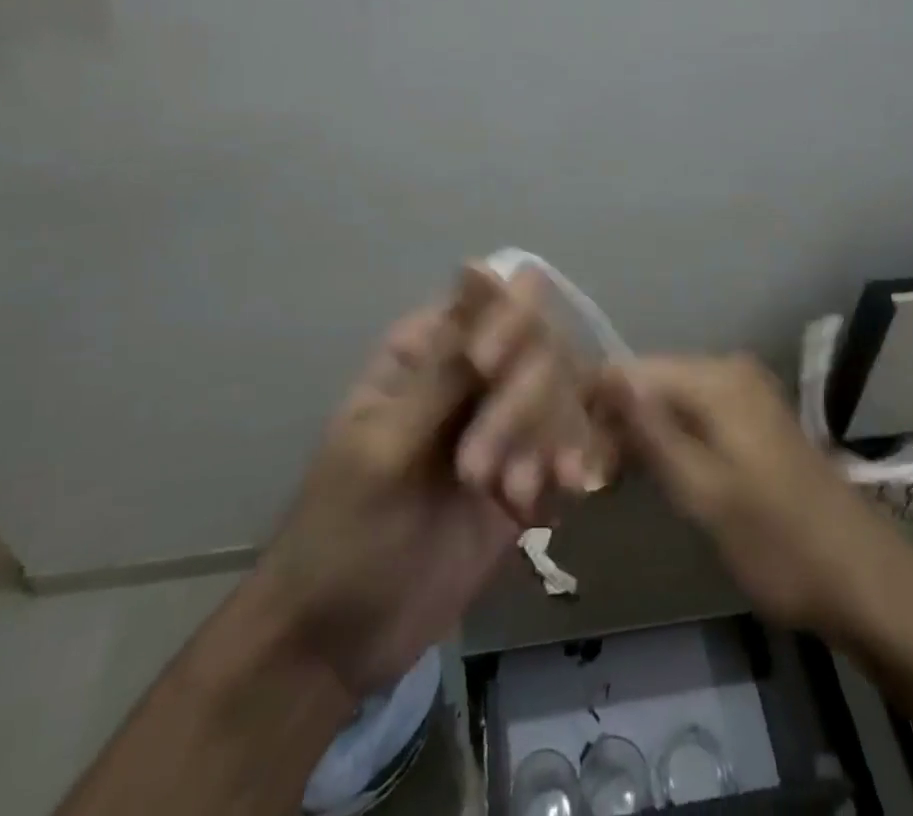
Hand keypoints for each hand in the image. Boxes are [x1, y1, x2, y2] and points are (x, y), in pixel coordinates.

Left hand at [252, 265, 600, 696]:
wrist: (340, 644)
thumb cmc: (341, 532)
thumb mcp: (384, 447)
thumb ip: (446, 369)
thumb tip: (482, 269)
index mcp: (428, 349)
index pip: (490, 300)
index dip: (506, 319)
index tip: (491, 367)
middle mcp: (474, 375)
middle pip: (538, 345)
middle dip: (521, 402)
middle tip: (478, 473)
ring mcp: (505, 424)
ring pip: (563, 393)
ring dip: (547, 439)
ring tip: (512, 496)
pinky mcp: (529, 472)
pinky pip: (572, 444)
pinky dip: (573, 464)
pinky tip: (559, 499)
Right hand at [596, 354, 911, 637]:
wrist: (863, 577)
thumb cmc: (776, 539)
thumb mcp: (702, 491)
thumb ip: (650, 432)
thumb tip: (604, 378)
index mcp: (715, 377)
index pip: (631, 370)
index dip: (594, 402)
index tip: (567, 447)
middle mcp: (728, 369)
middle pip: (650, 382)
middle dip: (615, 420)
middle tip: (589, 475)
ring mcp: (744, 393)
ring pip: (670, 400)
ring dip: (640, 434)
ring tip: (611, 479)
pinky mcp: (752, 419)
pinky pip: (694, 414)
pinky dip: (669, 440)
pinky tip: (651, 473)